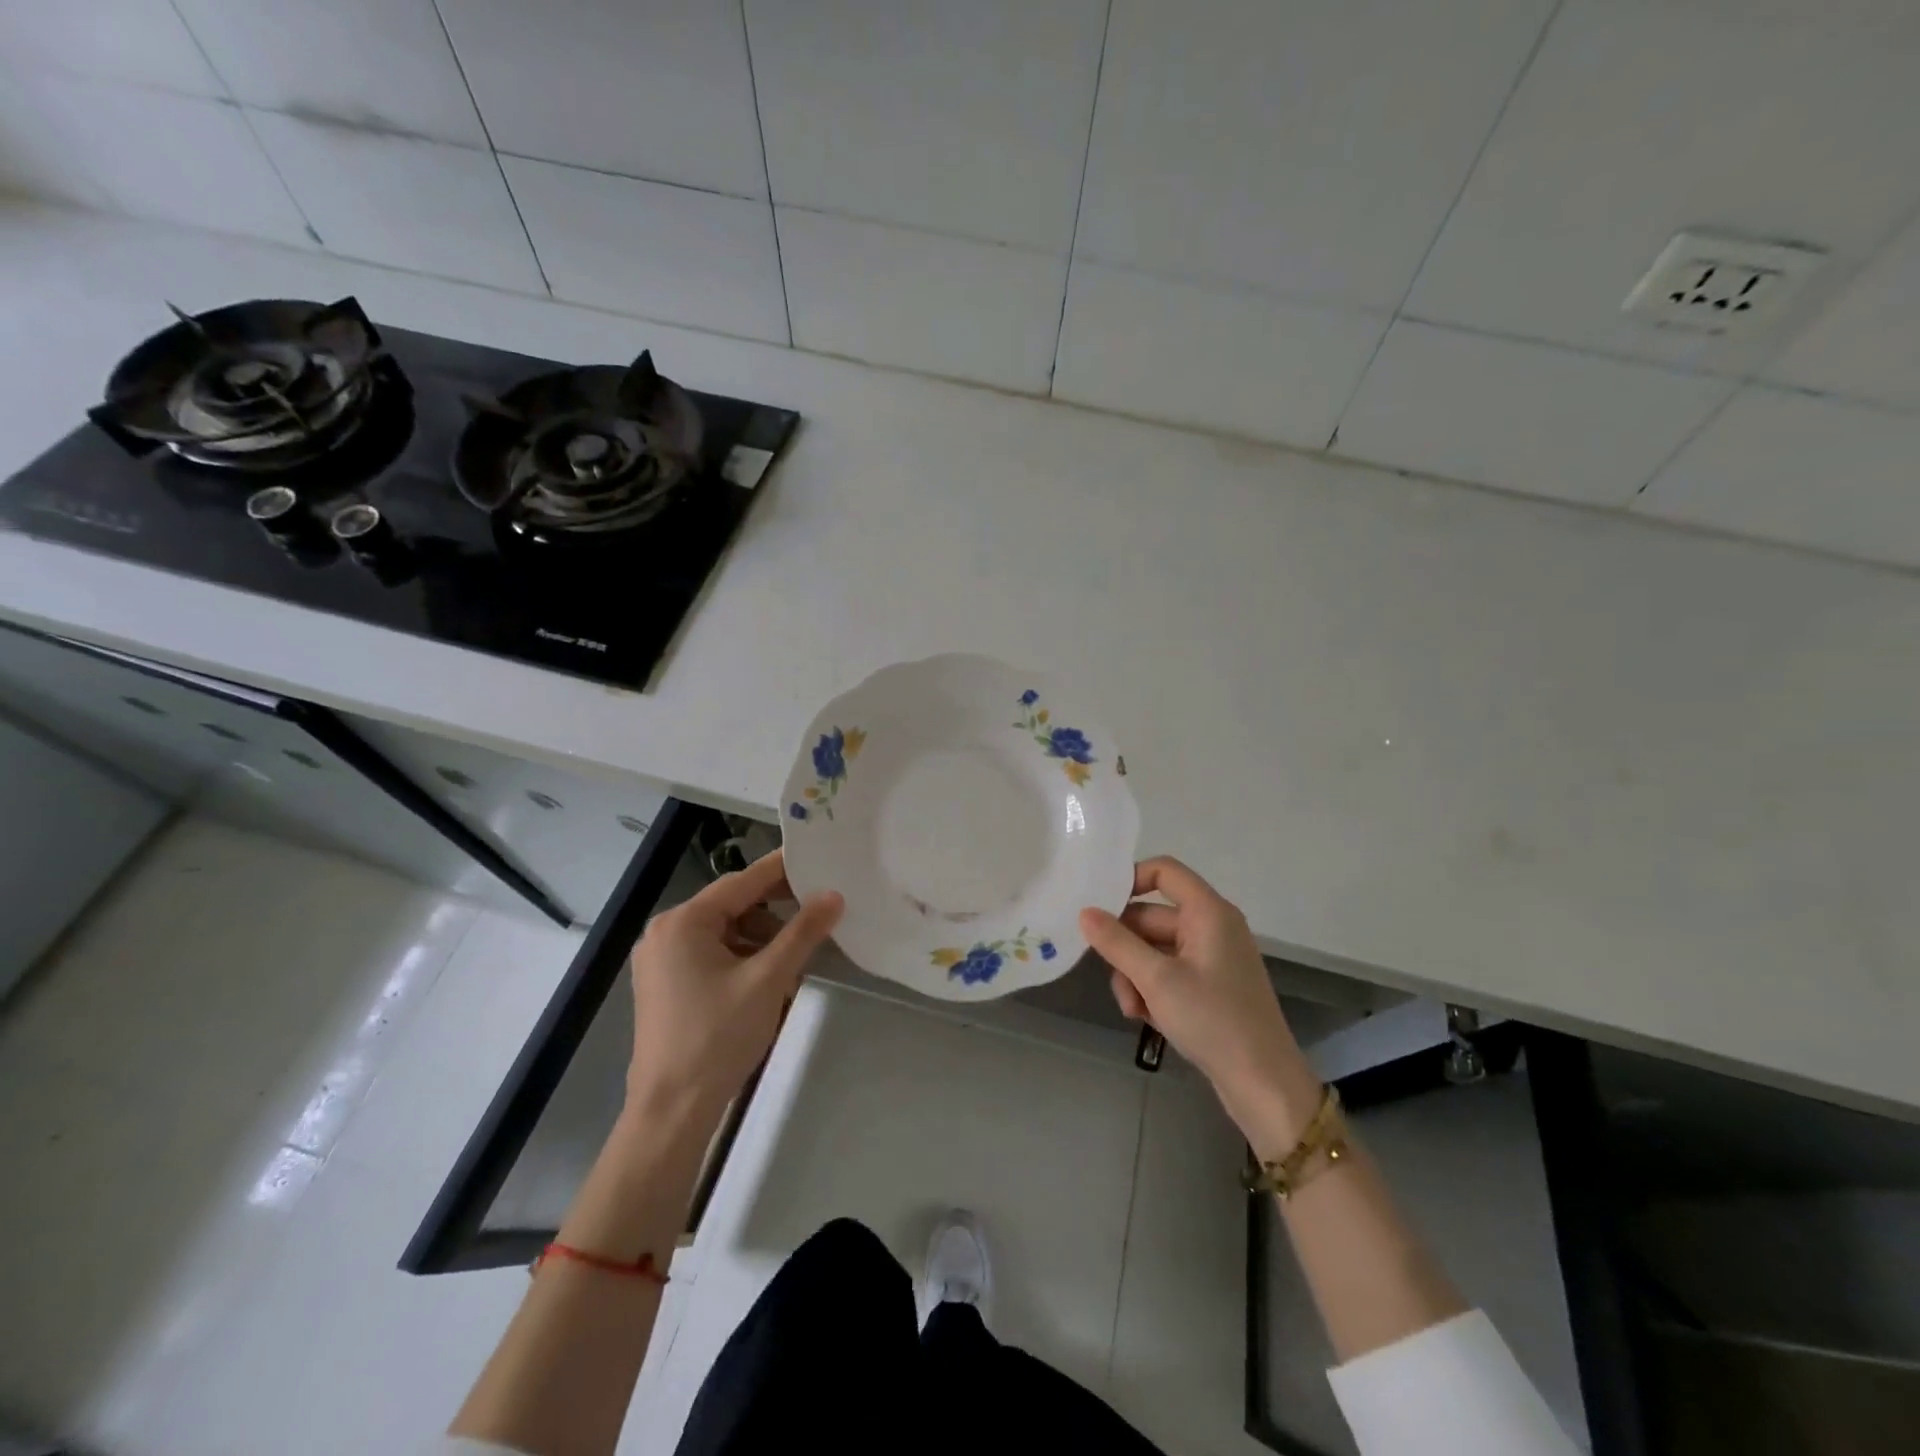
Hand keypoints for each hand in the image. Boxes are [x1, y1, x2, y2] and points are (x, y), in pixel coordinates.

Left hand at [626, 849, 842, 1121]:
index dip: (783, 871)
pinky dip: (743, 957)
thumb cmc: (718, 1037)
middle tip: (818, 912)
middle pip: (732, 905)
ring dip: (762, 938)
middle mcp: (666, 932)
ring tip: (795, 958)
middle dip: (776, 910)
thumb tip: (834, 895)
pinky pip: (712, 954)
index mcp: (683, 922)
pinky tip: (769, 978)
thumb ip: (803, 932)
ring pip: (725, 931)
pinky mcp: (665, 985)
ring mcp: (661, 960)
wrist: (672, 1111)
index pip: (742, 881)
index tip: (819, 862)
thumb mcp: (769, 979)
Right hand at [1080, 858, 1319, 1140]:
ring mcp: (1211, 958)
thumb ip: (1116, 943)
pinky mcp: (1209, 987)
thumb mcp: (1156, 980)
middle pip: (1152, 918)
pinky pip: (1168, 973)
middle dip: (1126, 949)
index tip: (1098, 906)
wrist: (1263, 1084)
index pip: (1164, 871)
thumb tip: (1084, 912)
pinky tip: (1146, 1018)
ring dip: (1135, 976)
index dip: (1130, 880)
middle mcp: (1212, 927)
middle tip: (1112, 978)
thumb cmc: (1213, 1020)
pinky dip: (1152, 991)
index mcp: (1208, 912)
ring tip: (1133, 1009)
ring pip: (1154, 950)